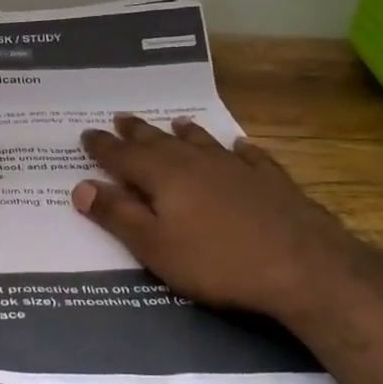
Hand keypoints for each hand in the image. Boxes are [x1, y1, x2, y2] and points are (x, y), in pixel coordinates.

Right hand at [73, 114, 350, 319]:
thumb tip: (81, 186)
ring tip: (176, 122)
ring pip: (203, 142)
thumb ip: (118, 215)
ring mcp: (237, 168)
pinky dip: (238, 149)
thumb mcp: (155, 247)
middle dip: (138, 132)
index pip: (123, 156)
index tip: (87, 134)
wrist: (301, 265)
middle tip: (122, 118)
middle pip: (160, 142)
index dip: (103, 147)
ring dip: (185, 133)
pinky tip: (239, 146)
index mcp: (164, 176)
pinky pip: (249, 156)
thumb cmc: (217, 262)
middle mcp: (197, 162)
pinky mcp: (271, 180)